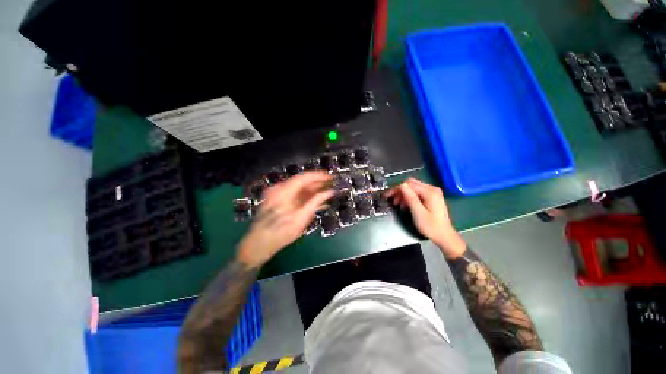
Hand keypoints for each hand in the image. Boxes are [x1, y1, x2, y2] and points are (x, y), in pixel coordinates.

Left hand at [237, 172, 334, 267]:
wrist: (259, 244)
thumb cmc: (281, 233)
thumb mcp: (301, 218)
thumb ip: (316, 202)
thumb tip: (330, 192)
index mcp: (284, 191)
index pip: (304, 177)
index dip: (318, 176)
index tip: (331, 177)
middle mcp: (279, 189)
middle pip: (301, 182)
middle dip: (317, 184)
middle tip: (331, 185)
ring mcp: (276, 194)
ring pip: (298, 188)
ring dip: (312, 190)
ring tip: (326, 193)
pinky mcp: (276, 200)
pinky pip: (293, 194)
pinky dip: (304, 197)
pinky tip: (315, 201)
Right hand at [385, 178, 465, 258]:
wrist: (444, 236)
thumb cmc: (431, 226)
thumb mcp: (418, 213)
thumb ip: (410, 198)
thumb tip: (401, 185)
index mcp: (430, 192)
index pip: (409, 184)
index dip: (397, 189)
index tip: (387, 195)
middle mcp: (432, 189)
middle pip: (411, 184)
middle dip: (400, 191)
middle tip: (393, 201)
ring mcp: (433, 192)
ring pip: (413, 187)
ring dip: (404, 194)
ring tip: (398, 204)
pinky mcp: (432, 197)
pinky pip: (417, 192)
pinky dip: (410, 197)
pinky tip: (406, 204)